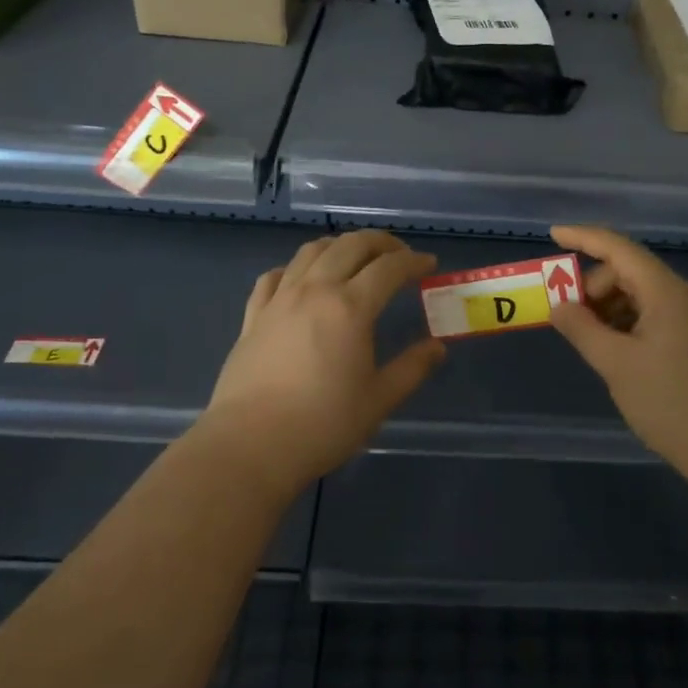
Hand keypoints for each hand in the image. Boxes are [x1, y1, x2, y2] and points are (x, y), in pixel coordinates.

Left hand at [204, 230, 446, 495]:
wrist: (250, 445)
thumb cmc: (322, 424)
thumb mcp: (379, 400)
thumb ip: (412, 368)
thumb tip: (437, 347)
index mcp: (350, 307)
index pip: (389, 268)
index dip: (413, 261)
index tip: (429, 265)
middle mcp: (314, 290)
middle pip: (350, 245)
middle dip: (380, 242)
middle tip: (398, 255)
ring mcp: (279, 300)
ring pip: (310, 251)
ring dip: (339, 246)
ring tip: (354, 258)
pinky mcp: (253, 316)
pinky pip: (274, 276)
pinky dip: (295, 268)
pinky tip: (301, 281)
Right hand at [548, 225, 687, 486]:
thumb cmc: (671, 403)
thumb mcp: (615, 364)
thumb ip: (582, 328)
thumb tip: (559, 305)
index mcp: (668, 292)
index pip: (619, 248)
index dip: (584, 237)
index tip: (552, 235)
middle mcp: (685, 296)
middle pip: (630, 273)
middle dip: (594, 288)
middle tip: (569, 320)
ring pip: (642, 296)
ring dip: (610, 309)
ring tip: (590, 341)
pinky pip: (655, 316)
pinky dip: (628, 324)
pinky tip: (616, 353)